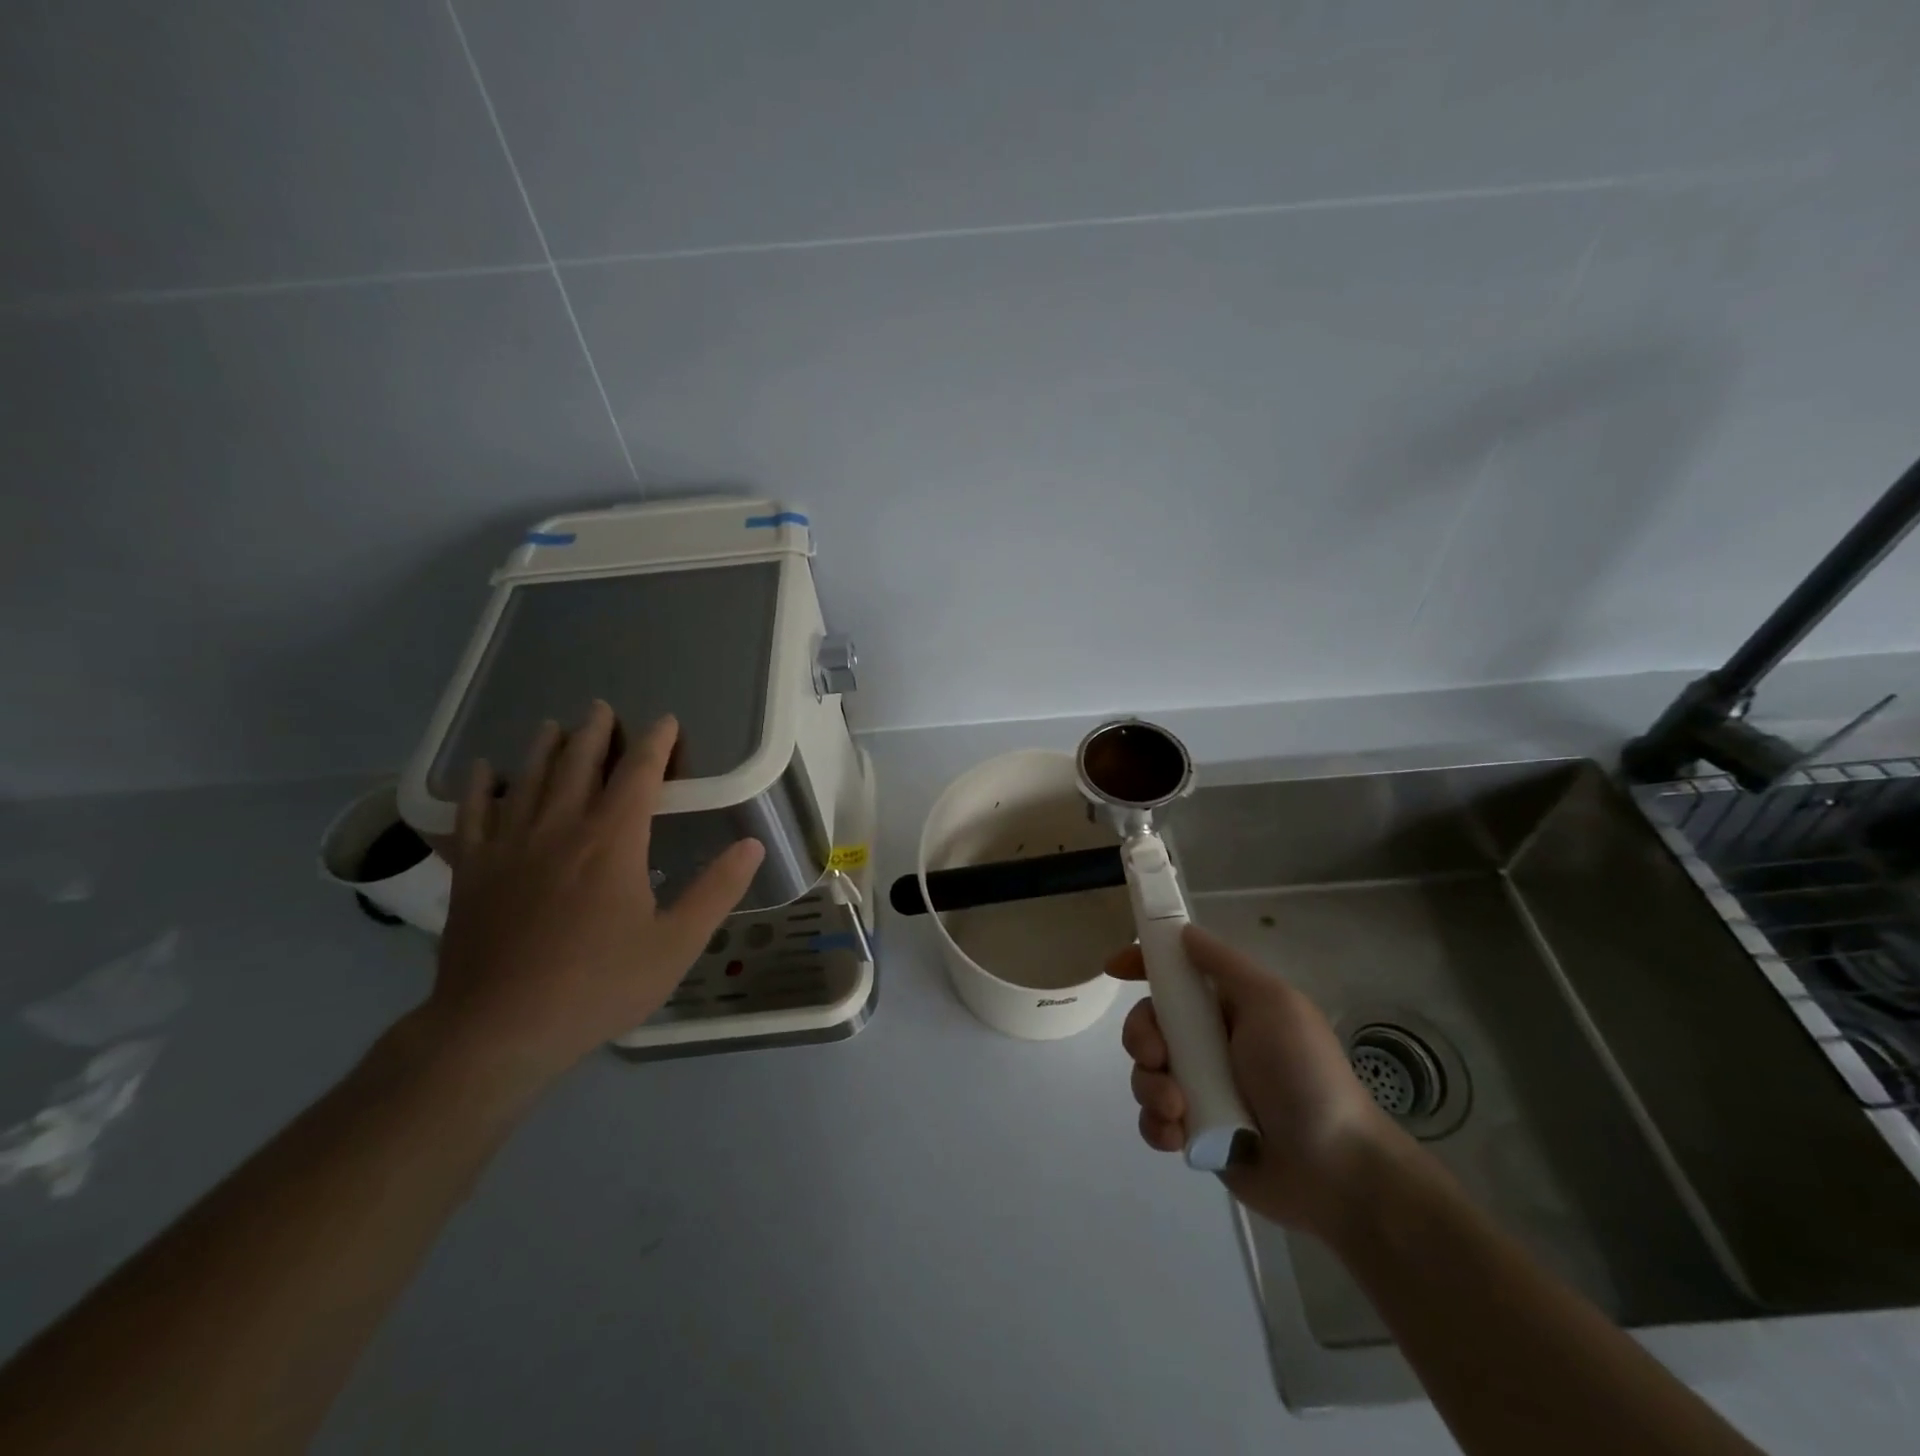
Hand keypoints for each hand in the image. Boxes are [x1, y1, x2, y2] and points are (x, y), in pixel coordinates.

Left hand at [422, 703, 764, 1093]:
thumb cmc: (598, 985)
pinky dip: (479, 787)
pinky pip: (473, 815)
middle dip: (594, 733)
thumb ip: (716, 890)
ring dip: (544, 747)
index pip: (638, 774)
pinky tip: (483, 770)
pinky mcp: (473, 870)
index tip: (665, 721)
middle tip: (601, 708)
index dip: (655, 743)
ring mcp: (510, 846)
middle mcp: (561, 828)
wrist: (498, 1029)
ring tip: (553, 725)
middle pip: (578, 764)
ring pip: (528, 780)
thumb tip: (752, 845)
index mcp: (613, 841)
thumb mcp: (675, 944)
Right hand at [1111, 924, 1411, 1233]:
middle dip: (1141, 1037)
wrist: (1335, 1169)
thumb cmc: (1305, 1074)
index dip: (1143, 964)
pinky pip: (1154, 1118)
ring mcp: (1200, 1089)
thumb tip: (1183, 932)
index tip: (1115, 968)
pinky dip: (1157, 1124)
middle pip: (1148, 1024)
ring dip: (1151, 1087)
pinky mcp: (1195, 1132)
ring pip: (1145, 1072)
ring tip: (1178, 1110)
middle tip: (1158, 1057)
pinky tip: (1177, 1135)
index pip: (1176, 975)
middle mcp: (1210, 1043)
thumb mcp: (1272, 1003)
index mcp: (1228, 1008)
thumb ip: (1224, 965)